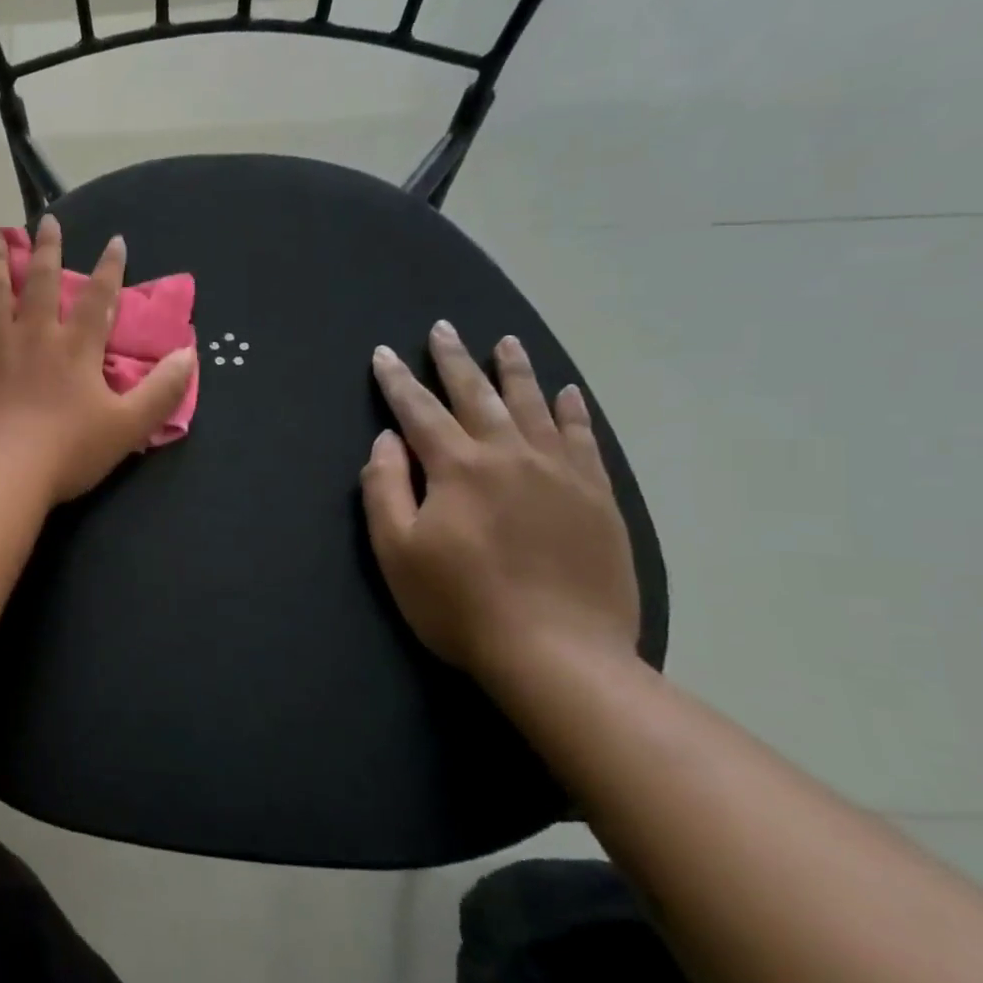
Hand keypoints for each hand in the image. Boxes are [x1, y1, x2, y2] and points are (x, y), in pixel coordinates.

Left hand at [0, 219, 195, 503]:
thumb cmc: (65, 452)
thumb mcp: (127, 426)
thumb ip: (162, 390)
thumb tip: (190, 354)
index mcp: (75, 347)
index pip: (98, 298)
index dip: (110, 268)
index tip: (115, 240)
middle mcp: (32, 333)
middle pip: (39, 281)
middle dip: (46, 249)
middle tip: (45, 222)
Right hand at [361, 322, 639, 687]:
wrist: (558, 654)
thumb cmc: (459, 604)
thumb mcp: (396, 551)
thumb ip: (385, 488)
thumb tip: (387, 439)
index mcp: (458, 468)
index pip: (419, 411)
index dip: (398, 381)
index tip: (384, 353)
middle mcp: (510, 456)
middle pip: (477, 396)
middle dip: (454, 360)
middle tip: (443, 328)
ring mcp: (561, 474)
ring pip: (534, 407)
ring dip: (514, 372)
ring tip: (504, 343)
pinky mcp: (597, 498)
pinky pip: (583, 440)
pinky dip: (571, 412)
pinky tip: (566, 393)